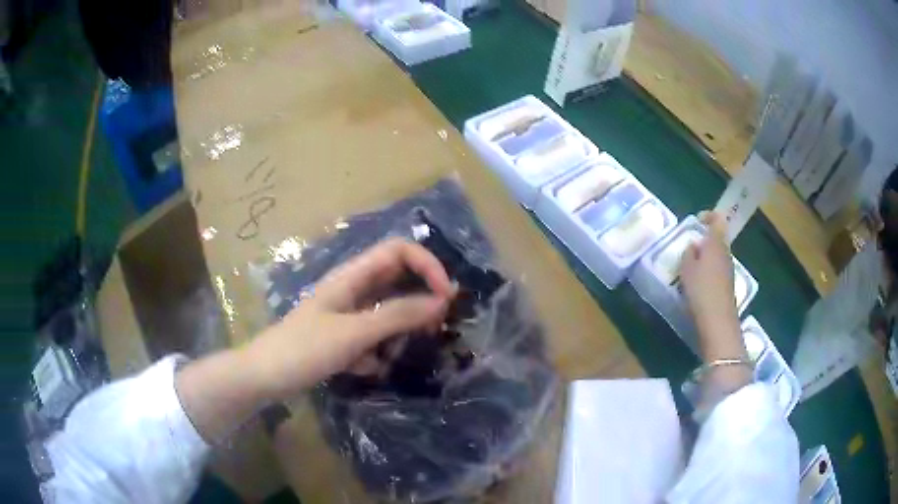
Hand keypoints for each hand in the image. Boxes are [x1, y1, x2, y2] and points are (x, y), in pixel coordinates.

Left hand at [244, 237, 456, 400]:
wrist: (265, 376)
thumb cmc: (304, 349)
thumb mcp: (354, 333)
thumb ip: (397, 315)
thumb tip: (441, 301)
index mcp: (353, 276)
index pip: (399, 250)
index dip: (427, 265)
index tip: (446, 297)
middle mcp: (353, 288)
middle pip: (397, 279)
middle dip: (420, 299)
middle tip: (435, 327)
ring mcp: (347, 313)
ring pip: (387, 311)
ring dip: (399, 330)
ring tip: (395, 354)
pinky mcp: (343, 336)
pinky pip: (372, 336)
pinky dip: (376, 351)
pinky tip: (363, 368)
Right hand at [679, 212, 736, 323]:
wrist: (718, 319)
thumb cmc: (701, 289)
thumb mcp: (686, 269)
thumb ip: (688, 253)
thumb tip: (694, 246)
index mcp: (716, 243)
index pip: (717, 219)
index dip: (708, 216)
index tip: (697, 220)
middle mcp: (725, 252)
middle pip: (718, 238)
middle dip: (705, 240)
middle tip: (689, 248)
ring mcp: (729, 269)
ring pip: (718, 254)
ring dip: (707, 256)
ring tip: (691, 266)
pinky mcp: (728, 284)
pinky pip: (718, 269)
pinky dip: (709, 270)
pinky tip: (699, 282)